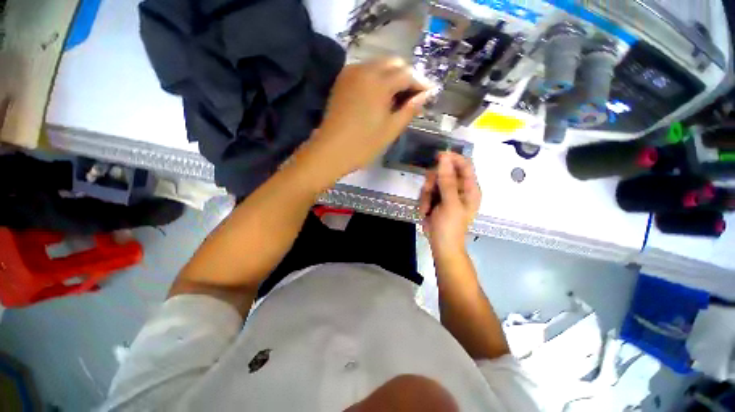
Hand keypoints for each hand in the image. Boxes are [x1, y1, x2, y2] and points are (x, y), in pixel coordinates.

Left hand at [309, 57, 432, 179]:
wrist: (329, 151)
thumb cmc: (363, 145)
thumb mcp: (390, 130)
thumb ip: (409, 110)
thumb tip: (425, 95)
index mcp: (379, 83)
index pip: (407, 74)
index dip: (420, 83)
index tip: (428, 93)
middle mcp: (364, 70)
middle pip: (393, 63)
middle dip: (406, 76)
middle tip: (412, 97)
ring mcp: (350, 74)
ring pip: (378, 65)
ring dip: (391, 77)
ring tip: (397, 98)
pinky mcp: (342, 81)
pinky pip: (365, 71)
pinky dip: (376, 79)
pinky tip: (379, 96)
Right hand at [419, 152, 480, 261]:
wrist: (441, 245)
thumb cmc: (450, 227)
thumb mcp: (450, 204)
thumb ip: (447, 181)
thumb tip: (445, 158)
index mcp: (470, 188)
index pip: (464, 165)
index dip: (452, 158)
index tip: (437, 156)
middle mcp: (459, 188)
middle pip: (444, 172)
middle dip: (433, 182)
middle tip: (428, 191)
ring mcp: (446, 194)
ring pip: (432, 182)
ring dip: (426, 194)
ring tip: (426, 209)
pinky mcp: (436, 200)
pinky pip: (427, 192)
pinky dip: (424, 201)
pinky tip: (425, 212)